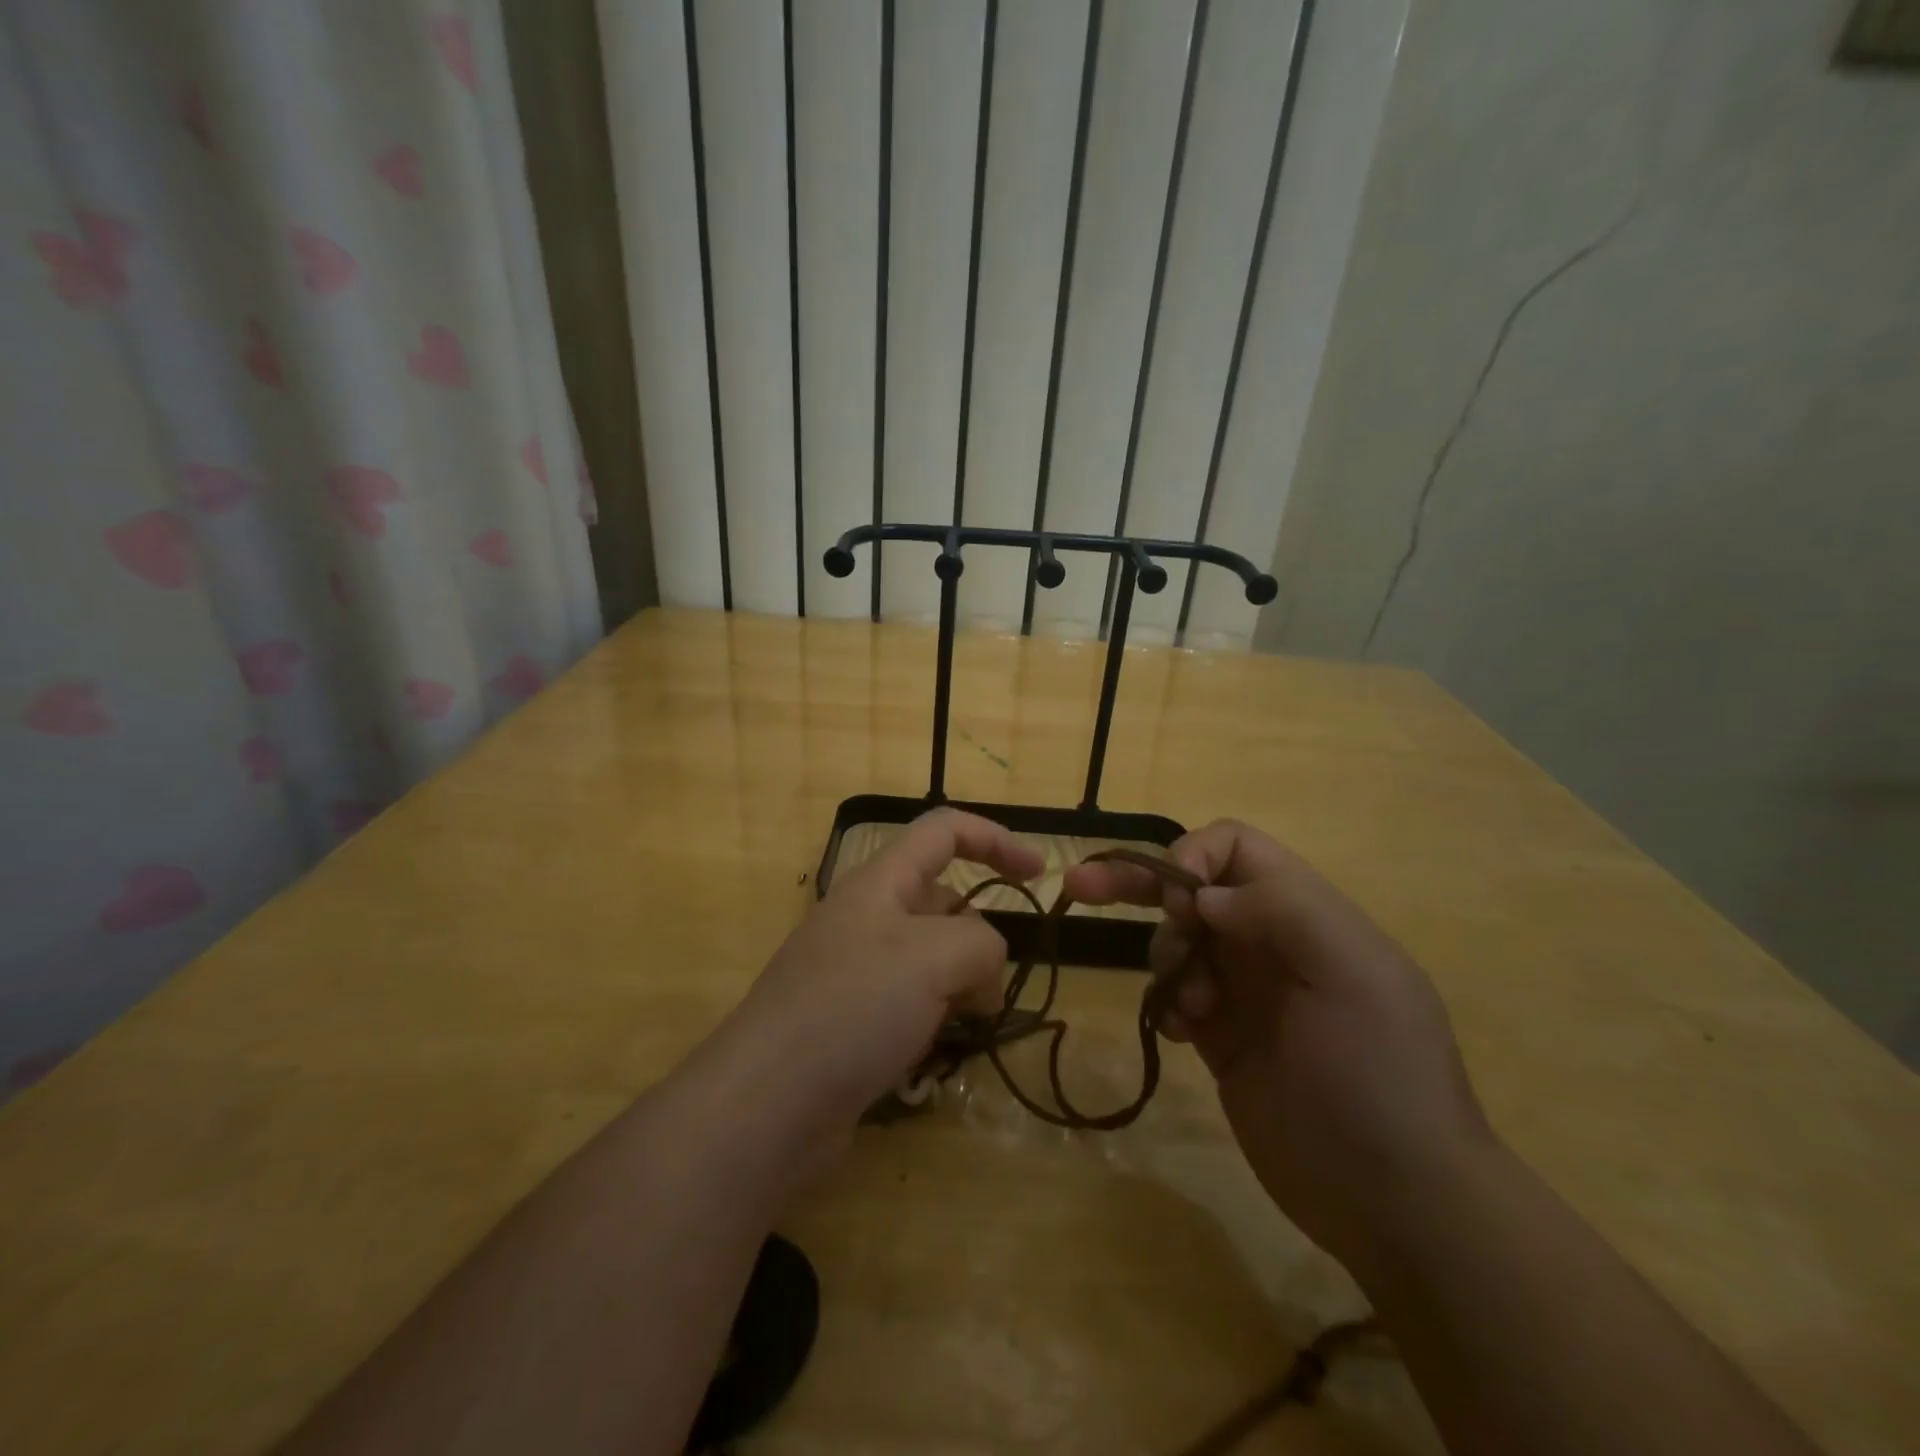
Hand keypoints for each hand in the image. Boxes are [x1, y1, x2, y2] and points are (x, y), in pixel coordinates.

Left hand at [714, 809, 1041, 1146]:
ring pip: (932, 961)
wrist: (766, 1105)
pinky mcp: (852, 1023)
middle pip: (944, 903)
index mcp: (881, 882)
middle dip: (977, 941)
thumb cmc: (852, 1008)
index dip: (995, 840)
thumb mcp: (934, 958)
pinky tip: (930, 1058)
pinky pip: (911, 1006)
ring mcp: (856, 973)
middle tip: (984, 993)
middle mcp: (867, 919)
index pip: (944, 831)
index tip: (1040, 874)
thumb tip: (982, 979)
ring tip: (958, 1029)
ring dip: (959, 989)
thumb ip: (983, 945)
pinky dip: (933, 1023)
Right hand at [1065, 820, 1491, 1273]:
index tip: (1178, 906)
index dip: (1192, 858)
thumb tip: (1205, 895)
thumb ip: (1282, 909)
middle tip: (1080, 887)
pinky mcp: (1223, 1036)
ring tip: (1192, 1008)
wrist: (1395, 1201)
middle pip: (1191, 886)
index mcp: (1305, 912)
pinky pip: (1174, 994)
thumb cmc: (1379, 1075)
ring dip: (1167, 960)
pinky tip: (1185, 1035)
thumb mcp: (1352, 974)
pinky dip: (1168, 1003)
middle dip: (1136, 882)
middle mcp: (1270, 940)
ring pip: (1176, 940)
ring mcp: (1245, 989)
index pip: (1234, 847)